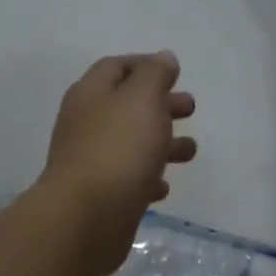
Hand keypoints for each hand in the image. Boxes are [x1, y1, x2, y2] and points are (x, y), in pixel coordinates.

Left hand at [37, 52, 197, 275]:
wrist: (86, 218)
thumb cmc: (117, 149)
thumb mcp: (142, 100)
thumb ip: (155, 75)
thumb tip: (163, 58)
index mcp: (91, 94)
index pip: (116, 67)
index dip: (145, 65)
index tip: (175, 73)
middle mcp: (87, 124)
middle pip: (126, 105)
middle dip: (160, 104)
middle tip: (190, 109)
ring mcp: (91, 161)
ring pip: (131, 143)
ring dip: (162, 143)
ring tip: (190, 151)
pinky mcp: (100, 195)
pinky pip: (127, 179)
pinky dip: (147, 177)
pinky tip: (163, 186)